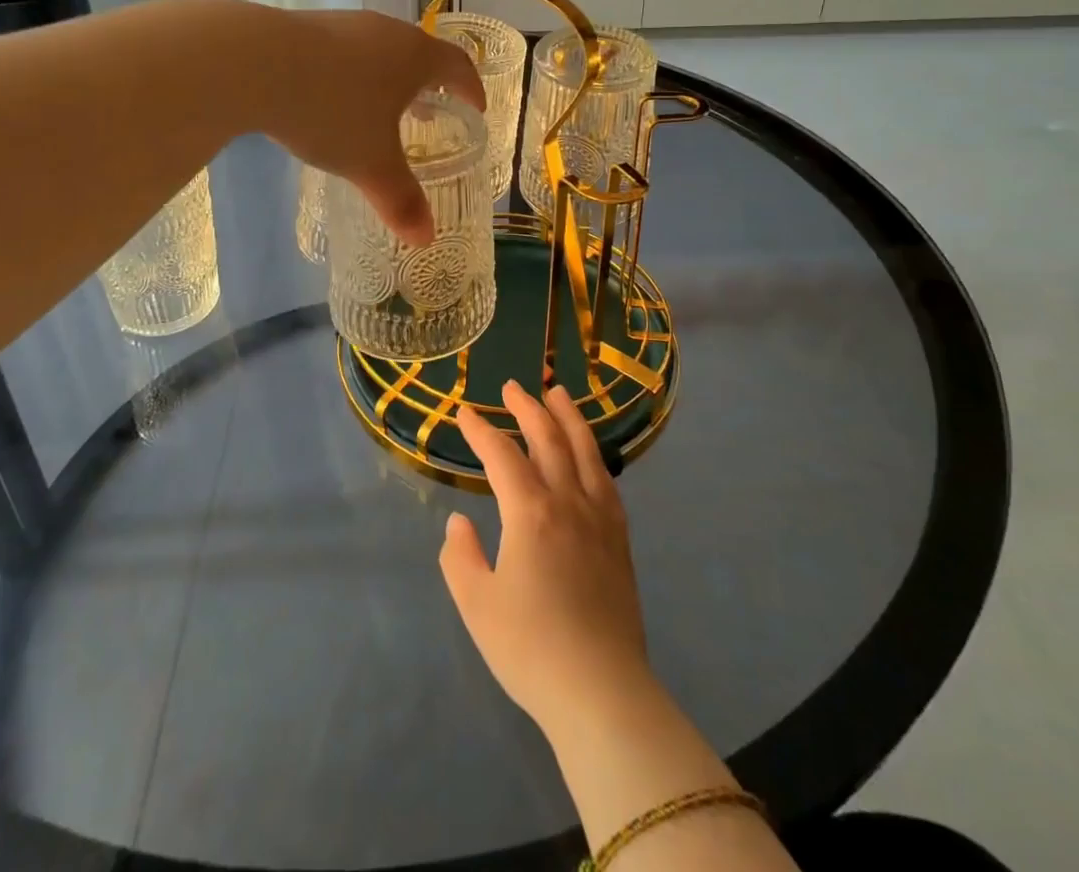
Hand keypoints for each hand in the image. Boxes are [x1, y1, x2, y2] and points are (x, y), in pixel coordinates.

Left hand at [265, 9, 483, 245]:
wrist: (253, 62)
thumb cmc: (331, 111)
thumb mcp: (370, 163)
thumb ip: (400, 200)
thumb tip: (425, 239)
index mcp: (414, 56)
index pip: (458, 66)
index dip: (471, 89)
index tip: (476, 108)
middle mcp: (385, 31)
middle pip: (419, 54)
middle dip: (427, 85)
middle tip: (427, 114)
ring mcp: (343, 24)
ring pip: (379, 51)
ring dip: (387, 79)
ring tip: (379, 109)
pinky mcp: (305, 26)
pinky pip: (343, 51)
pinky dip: (351, 74)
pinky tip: (330, 98)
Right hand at [438, 381, 654, 734]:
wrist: (601, 692)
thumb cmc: (531, 649)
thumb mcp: (477, 605)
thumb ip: (460, 557)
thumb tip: (459, 524)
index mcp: (530, 512)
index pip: (501, 455)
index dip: (480, 430)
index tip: (463, 413)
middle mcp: (568, 502)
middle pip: (548, 439)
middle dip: (527, 408)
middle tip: (512, 386)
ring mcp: (599, 518)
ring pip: (585, 451)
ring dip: (568, 417)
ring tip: (559, 393)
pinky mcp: (620, 539)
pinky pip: (607, 481)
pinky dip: (594, 455)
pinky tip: (589, 454)